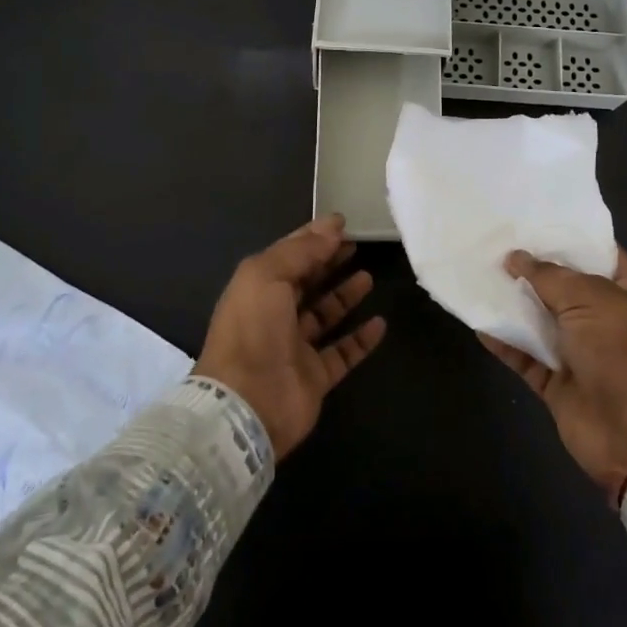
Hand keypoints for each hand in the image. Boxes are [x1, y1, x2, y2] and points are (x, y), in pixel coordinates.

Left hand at [194, 215, 386, 458]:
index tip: (342, 223)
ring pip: (325, 316)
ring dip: (345, 296)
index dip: (313, 237)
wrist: (247, 403)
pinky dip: (361, 339)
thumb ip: (301, 250)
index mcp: (258, 289)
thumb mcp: (268, 275)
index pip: (289, 255)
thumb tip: (332, 227)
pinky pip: (343, 353)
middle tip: (357, 245)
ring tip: (368, 277)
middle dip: (329, 262)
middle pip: (307, 282)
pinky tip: (380, 323)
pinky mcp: (315, 377)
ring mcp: (295, 348)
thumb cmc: (253, 330)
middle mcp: (274, 316)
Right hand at [484, 248, 626, 495]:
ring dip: (512, 302)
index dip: (566, 237)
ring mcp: (579, 350)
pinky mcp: (556, 380)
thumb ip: (550, 276)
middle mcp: (604, 317)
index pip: (597, 252)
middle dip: (531, 267)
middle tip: (492, 242)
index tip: (530, 219)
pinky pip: (525, 355)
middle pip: (562, 285)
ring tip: (477, 274)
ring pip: (539, 319)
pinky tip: (479, 321)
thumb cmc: (624, 351)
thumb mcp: (591, 300)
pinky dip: (504, 341)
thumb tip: (515, 257)